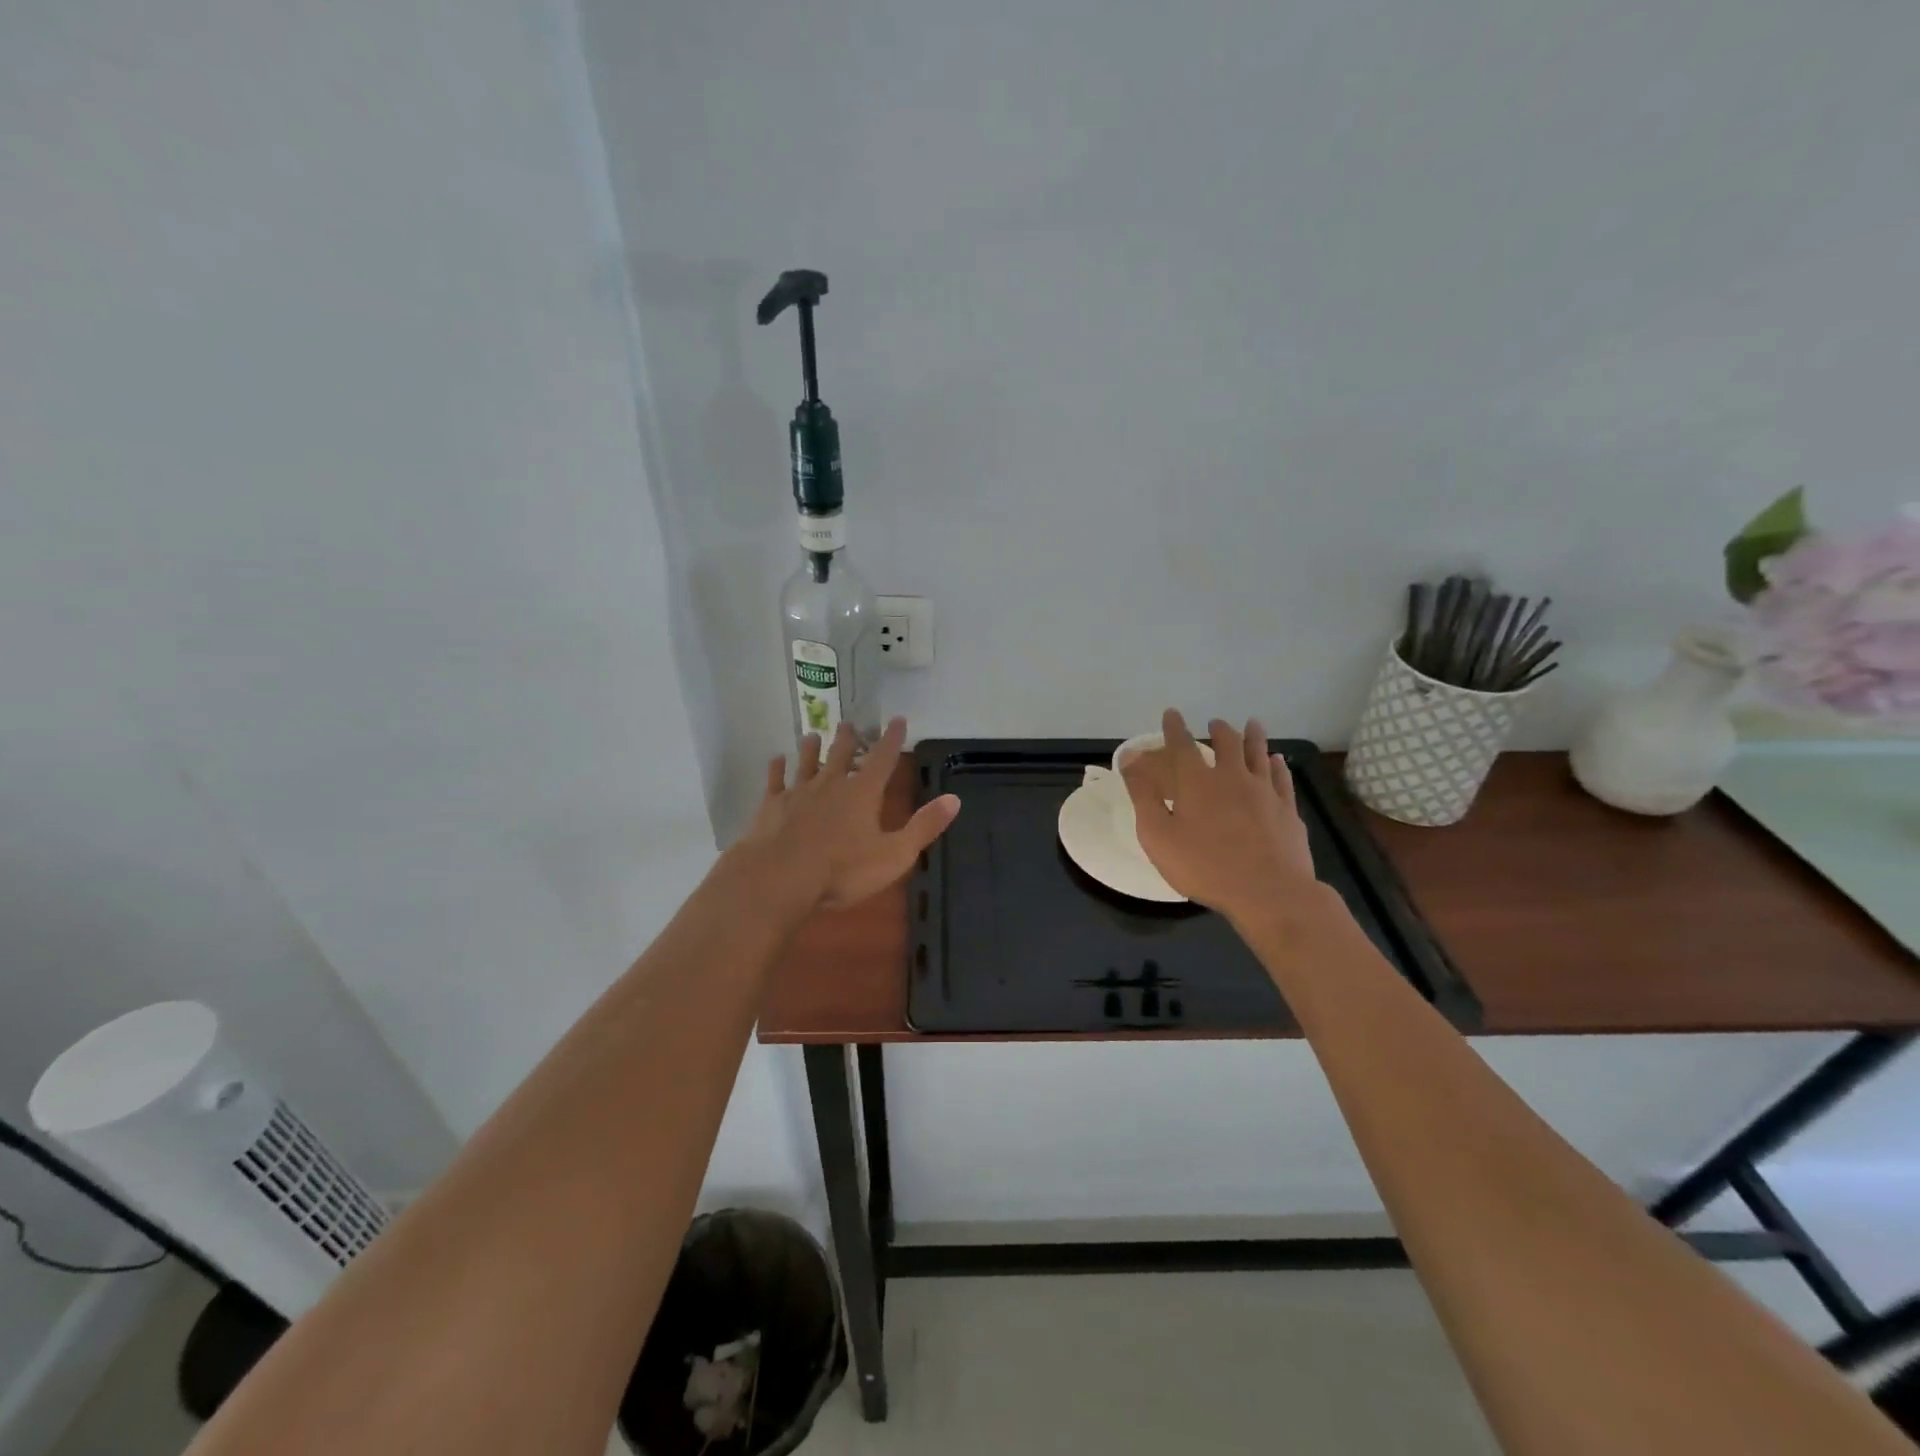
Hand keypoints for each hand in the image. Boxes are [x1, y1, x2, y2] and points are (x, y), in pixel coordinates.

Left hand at [741, 717, 960, 909]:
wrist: (780, 878)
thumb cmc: (842, 870)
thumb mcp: (894, 854)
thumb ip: (923, 826)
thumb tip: (955, 799)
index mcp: (863, 793)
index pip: (882, 759)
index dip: (892, 739)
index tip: (897, 719)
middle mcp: (831, 784)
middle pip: (841, 755)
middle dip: (847, 738)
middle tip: (848, 723)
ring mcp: (798, 793)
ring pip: (806, 763)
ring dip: (811, 748)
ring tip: (812, 735)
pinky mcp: (771, 807)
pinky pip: (775, 782)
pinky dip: (776, 769)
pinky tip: (775, 760)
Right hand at [1121, 709, 1317, 925]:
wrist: (1268, 892)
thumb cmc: (1204, 866)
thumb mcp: (1158, 835)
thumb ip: (1143, 796)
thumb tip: (1130, 760)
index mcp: (1197, 782)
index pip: (1182, 745)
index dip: (1175, 727)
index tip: (1172, 713)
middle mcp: (1232, 777)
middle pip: (1227, 743)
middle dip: (1219, 730)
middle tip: (1215, 723)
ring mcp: (1264, 792)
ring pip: (1258, 754)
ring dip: (1253, 737)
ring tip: (1251, 724)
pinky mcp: (1287, 810)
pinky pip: (1282, 778)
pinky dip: (1277, 765)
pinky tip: (1277, 761)